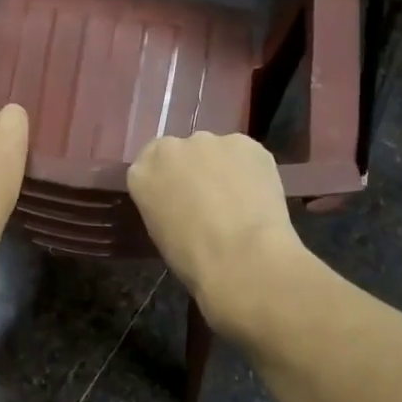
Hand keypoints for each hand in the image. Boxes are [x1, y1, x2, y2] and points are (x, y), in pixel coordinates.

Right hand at [128, 133, 307, 333]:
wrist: (242, 258)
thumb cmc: (193, 260)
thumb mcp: (161, 232)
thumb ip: (165, 204)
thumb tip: (184, 203)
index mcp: (141, 173)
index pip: (150, 166)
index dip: (169, 181)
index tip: (181, 198)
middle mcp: (171, 148)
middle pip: (183, 152)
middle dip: (195, 170)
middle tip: (211, 199)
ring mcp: (209, 141)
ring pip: (217, 151)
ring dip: (224, 169)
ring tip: (240, 201)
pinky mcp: (245, 143)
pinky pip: (247, 155)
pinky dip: (252, 171)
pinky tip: (259, 196)